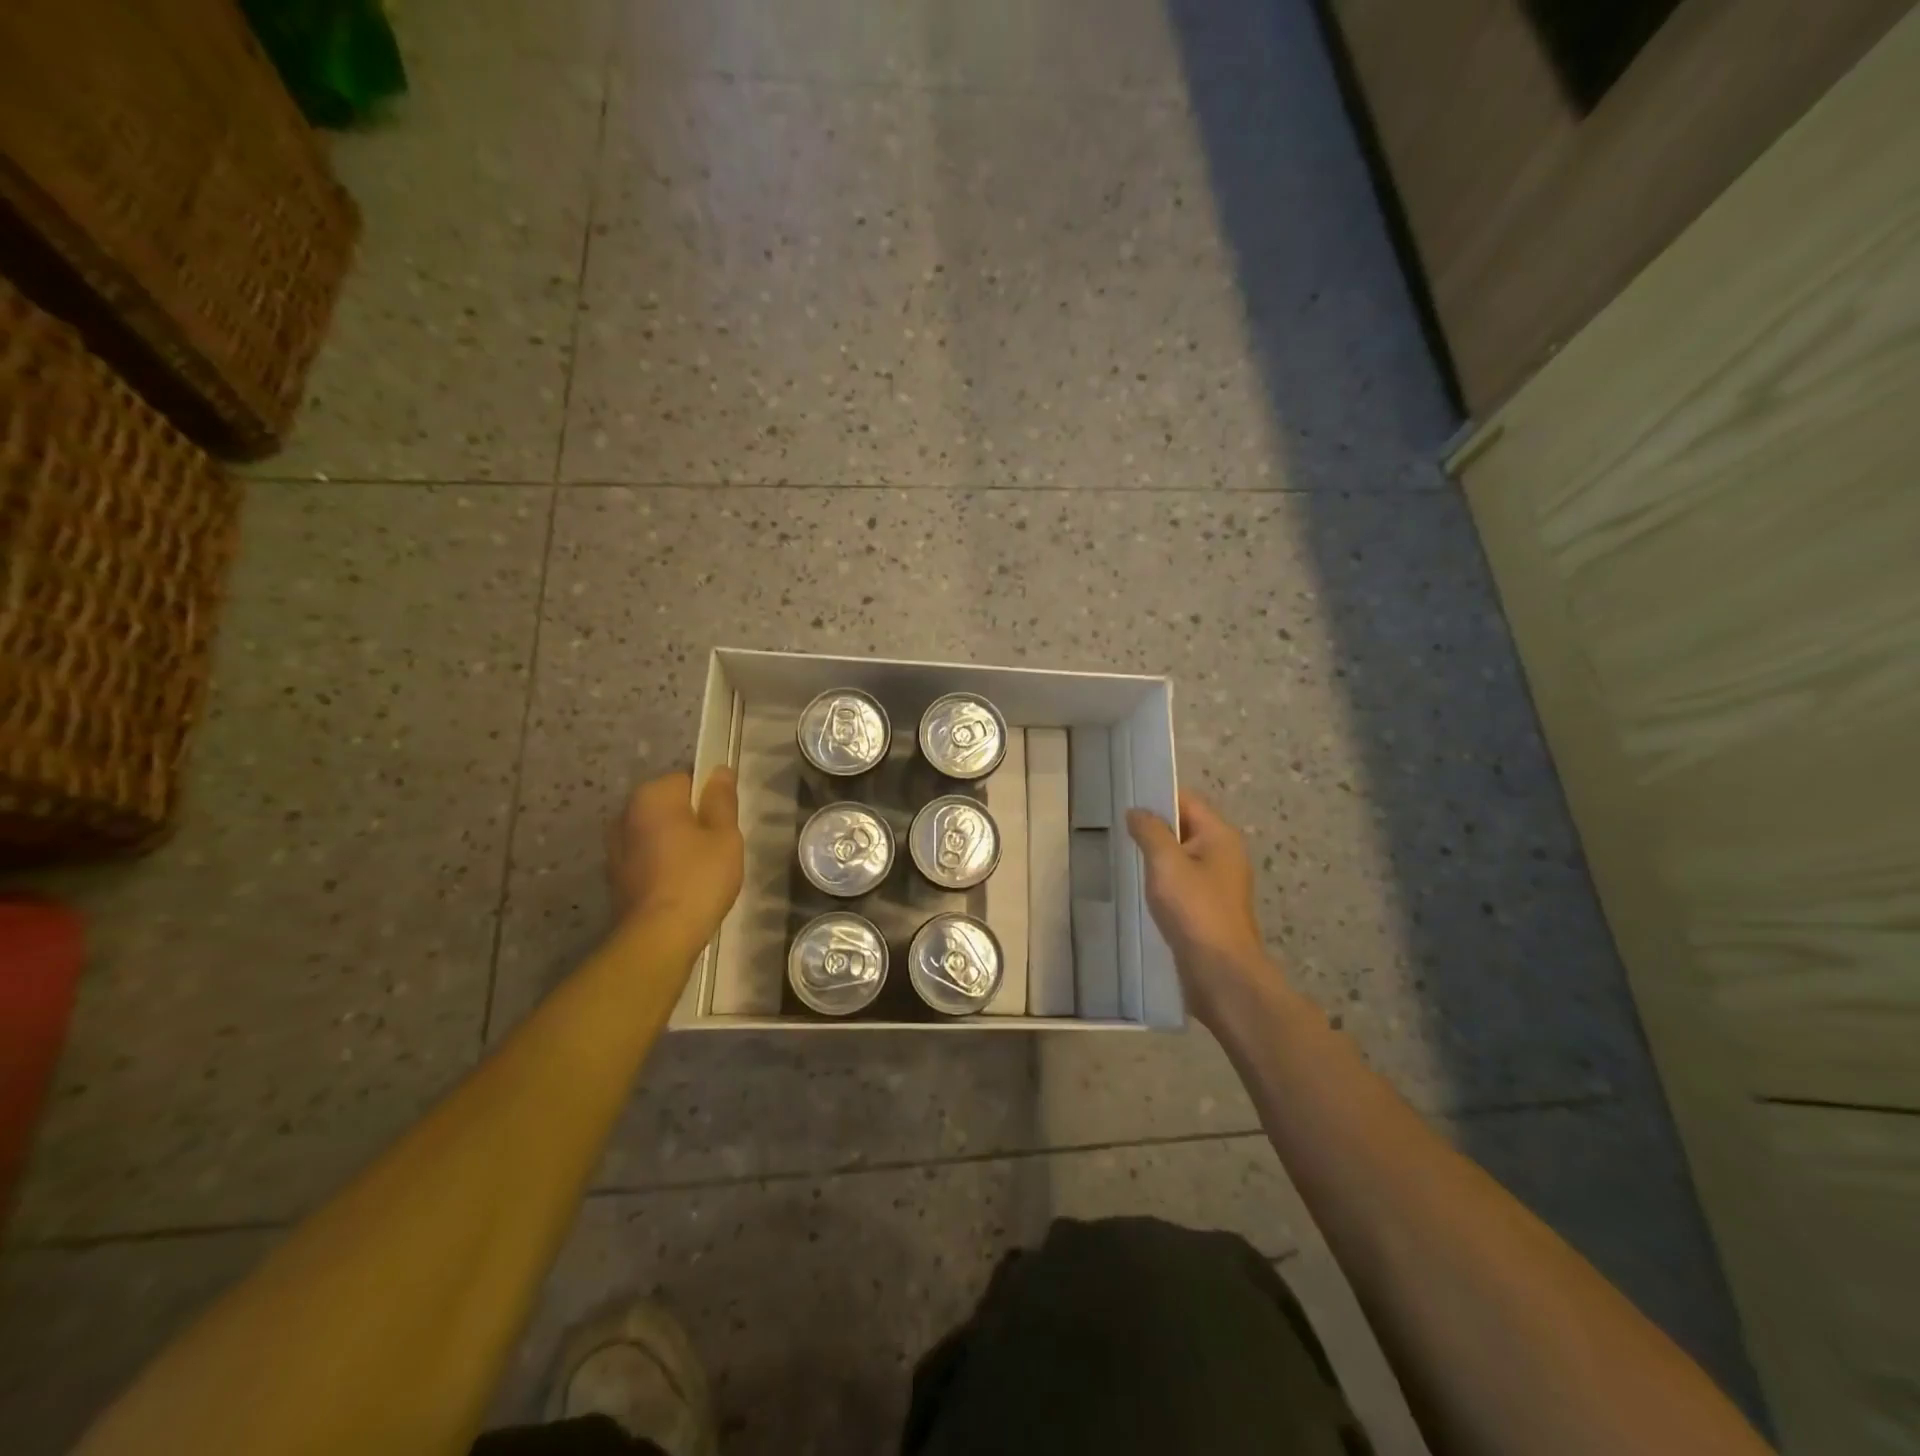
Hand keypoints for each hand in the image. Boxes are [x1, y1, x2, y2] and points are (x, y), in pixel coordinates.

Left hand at [607, 769, 743, 950]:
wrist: (658, 937)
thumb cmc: (698, 878)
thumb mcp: (725, 835)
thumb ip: (722, 800)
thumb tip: (719, 770)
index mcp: (651, 796)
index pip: (687, 780)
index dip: (710, 800)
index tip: (725, 824)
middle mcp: (625, 814)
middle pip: (669, 806)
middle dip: (692, 820)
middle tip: (718, 848)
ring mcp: (614, 847)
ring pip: (657, 833)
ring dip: (676, 843)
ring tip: (700, 870)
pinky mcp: (614, 876)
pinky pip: (646, 857)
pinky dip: (663, 864)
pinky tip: (681, 886)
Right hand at [1127, 790, 1287, 1026]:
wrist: (1221, 973)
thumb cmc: (1194, 910)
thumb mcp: (1166, 863)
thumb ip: (1150, 831)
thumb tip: (1137, 811)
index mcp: (1220, 836)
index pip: (1187, 801)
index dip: (1158, 797)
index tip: (1125, 802)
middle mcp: (1224, 854)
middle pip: (1186, 827)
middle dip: (1154, 827)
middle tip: (1118, 829)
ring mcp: (1219, 883)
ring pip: (1182, 856)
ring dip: (1157, 856)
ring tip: (1124, 856)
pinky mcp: (1209, 908)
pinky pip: (1183, 882)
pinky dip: (1163, 880)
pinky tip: (1141, 888)